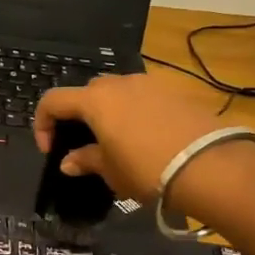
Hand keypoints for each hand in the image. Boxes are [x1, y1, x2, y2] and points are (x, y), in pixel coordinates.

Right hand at [35, 72, 246, 204]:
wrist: (211, 166)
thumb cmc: (147, 168)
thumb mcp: (110, 171)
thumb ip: (86, 160)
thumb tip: (68, 161)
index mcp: (94, 100)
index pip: (52, 101)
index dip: (43, 124)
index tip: (51, 151)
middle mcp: (118, 83)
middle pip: (85, 93)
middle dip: (78, 116)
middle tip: (84, 144)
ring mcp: (149, 84)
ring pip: (117, 93)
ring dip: (109, 112)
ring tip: (117, 141)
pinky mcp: (175, 92)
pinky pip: (143, 98)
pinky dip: (135, 113)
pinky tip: (147, 139)